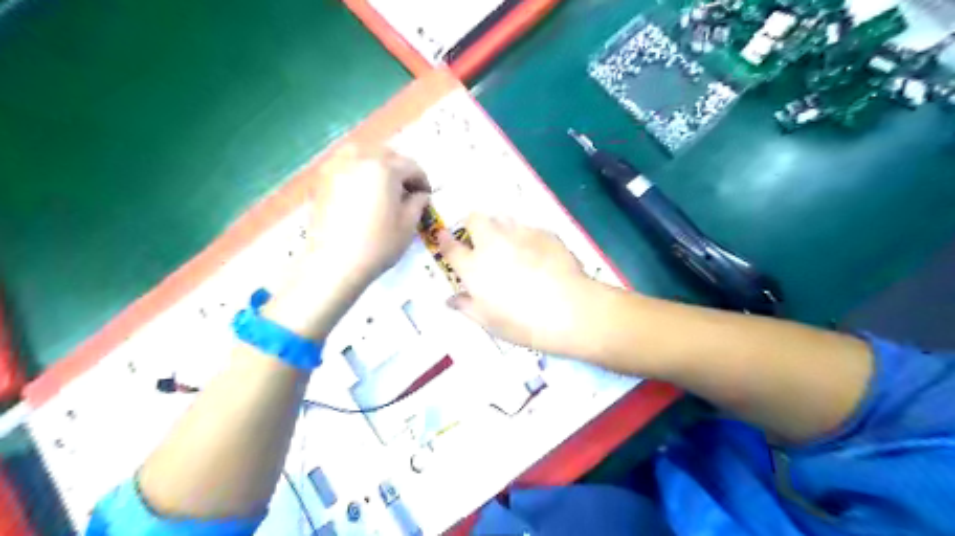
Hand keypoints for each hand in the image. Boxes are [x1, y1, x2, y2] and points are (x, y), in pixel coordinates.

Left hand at [260, 144, 424, 339]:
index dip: (422, 181)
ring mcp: (337, 167)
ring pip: (363, 153)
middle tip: (407, 190)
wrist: (335, 263)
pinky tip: (362, 189)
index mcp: (385, 168)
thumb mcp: (408, 225)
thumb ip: (418, 203)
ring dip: (378, 164)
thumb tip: (420, 194)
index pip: (411, 166)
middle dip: (400, 170)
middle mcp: (360, 159)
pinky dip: (358, 169)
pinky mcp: (322, 179)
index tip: (426, 196)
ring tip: (383, 186)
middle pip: (387, 155)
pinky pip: (345, 164)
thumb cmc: (378, 245)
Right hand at [439, 213, 593, 355]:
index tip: (444, 236)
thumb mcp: (489, 322)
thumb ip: (467, 306)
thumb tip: (451, 299)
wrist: (569, 311)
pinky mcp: (543, 233)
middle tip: (481, 239)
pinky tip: (537, 251)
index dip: (445, 239)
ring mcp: (519, 235)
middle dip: (474, 224)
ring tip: (509, 243)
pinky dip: (526, 235)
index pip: (450, 247)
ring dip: (500, 226)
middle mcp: (492, 244)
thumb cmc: (523, 323)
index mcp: (474, 267)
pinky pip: (528, 227)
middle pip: (475, 219)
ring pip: (502, 217)